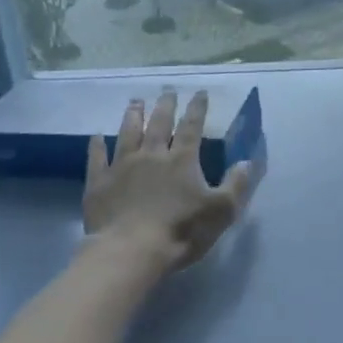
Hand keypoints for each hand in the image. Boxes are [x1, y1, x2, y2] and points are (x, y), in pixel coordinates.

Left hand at [84, 90, 253, 273]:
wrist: (130, 251)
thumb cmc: (181, 231)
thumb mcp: (221, 211)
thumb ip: (235, 184)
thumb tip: (247, 161)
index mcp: (182, 160)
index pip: (192, 127)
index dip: (197, 108)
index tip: (199, 93)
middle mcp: (152, 155)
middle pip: (159, 124)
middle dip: (165, 105)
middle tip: (167, 91)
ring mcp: (122, 167)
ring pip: (128, 133)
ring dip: (133, 116)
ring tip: (135, 102)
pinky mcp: (99, 183)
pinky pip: (97, 158)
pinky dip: (96, 146)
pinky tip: (96, 136)